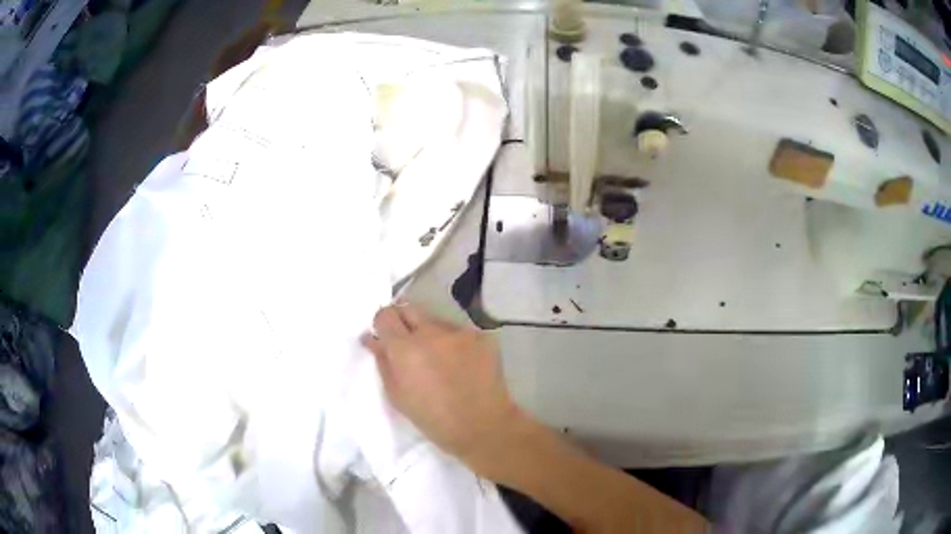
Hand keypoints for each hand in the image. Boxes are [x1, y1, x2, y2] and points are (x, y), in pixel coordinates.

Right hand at [361, 304, 521, 470]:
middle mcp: (432, 332)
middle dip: (404, 322)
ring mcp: (459, 332)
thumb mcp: (397, 395)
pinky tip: (461, 365)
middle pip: (409, 309)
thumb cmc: (433, 419)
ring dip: (431, 334)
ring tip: (440, 360)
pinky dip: (455, 343)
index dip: (383, 324)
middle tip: (409, 346)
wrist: (483, 426)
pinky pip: (459, 332)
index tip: (386, 337)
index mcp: (405, 348)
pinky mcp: (481, 336)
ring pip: (436, 322)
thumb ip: (382, 361)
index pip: (385, 314)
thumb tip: (371, 338)